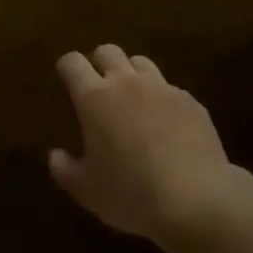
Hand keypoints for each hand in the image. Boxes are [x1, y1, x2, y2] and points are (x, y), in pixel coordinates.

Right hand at [49, 45, 241, 243]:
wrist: (197, 201)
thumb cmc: (132, 194)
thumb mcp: (87, 191)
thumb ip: (65, 169)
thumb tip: (55, 155)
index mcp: (94, 97)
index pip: (72, 62)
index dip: (67, 67)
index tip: (66, 80)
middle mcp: (126, 83)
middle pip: (108, 51)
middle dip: (100, 62)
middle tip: (99, 86)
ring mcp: (162, 89)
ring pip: (141, 63)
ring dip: (132, 75)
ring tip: (134, 100)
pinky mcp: (191, 102)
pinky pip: (170, 89)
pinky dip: (162, 99)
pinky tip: (167, 125)